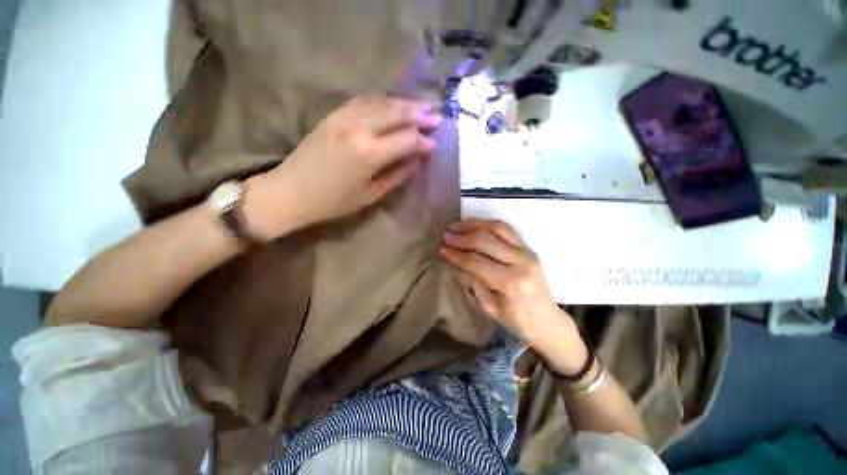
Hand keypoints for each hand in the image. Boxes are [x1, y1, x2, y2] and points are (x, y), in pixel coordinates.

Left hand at [248, 96, 440, 237]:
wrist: (291, 192)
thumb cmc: (334, 201)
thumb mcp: (371, 194)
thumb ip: (397, 175)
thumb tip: (416, 161)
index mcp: (369, 153)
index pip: (407, 139)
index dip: (423, 141)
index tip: (434, 145)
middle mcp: (358, 128)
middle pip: (396, 113)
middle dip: (419, 114)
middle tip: (436, 116)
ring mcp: (343, 117)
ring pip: (381, 102)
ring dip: (403, 104)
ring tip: (420, 106)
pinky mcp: (333, 115)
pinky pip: (363, 101)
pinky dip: (382, 101)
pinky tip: (392, 104)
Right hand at [440, 219, 585, 370]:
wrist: (547, 319)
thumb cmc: (517, 320)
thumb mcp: (490, 307)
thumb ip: (474, 281)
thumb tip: (456, 262)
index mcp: (510, 282)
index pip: (476, 262)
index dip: (456, 255)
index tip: (442, 249)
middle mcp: (520, 262)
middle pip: (485, 241)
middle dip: (462, 237)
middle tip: (446, 236)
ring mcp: (527, 251)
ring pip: (497, 228)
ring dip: (474, 224)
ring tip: (456, 225)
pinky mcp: (528, 247)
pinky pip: (506, 229)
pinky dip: (487, 224)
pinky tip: (474, 224)